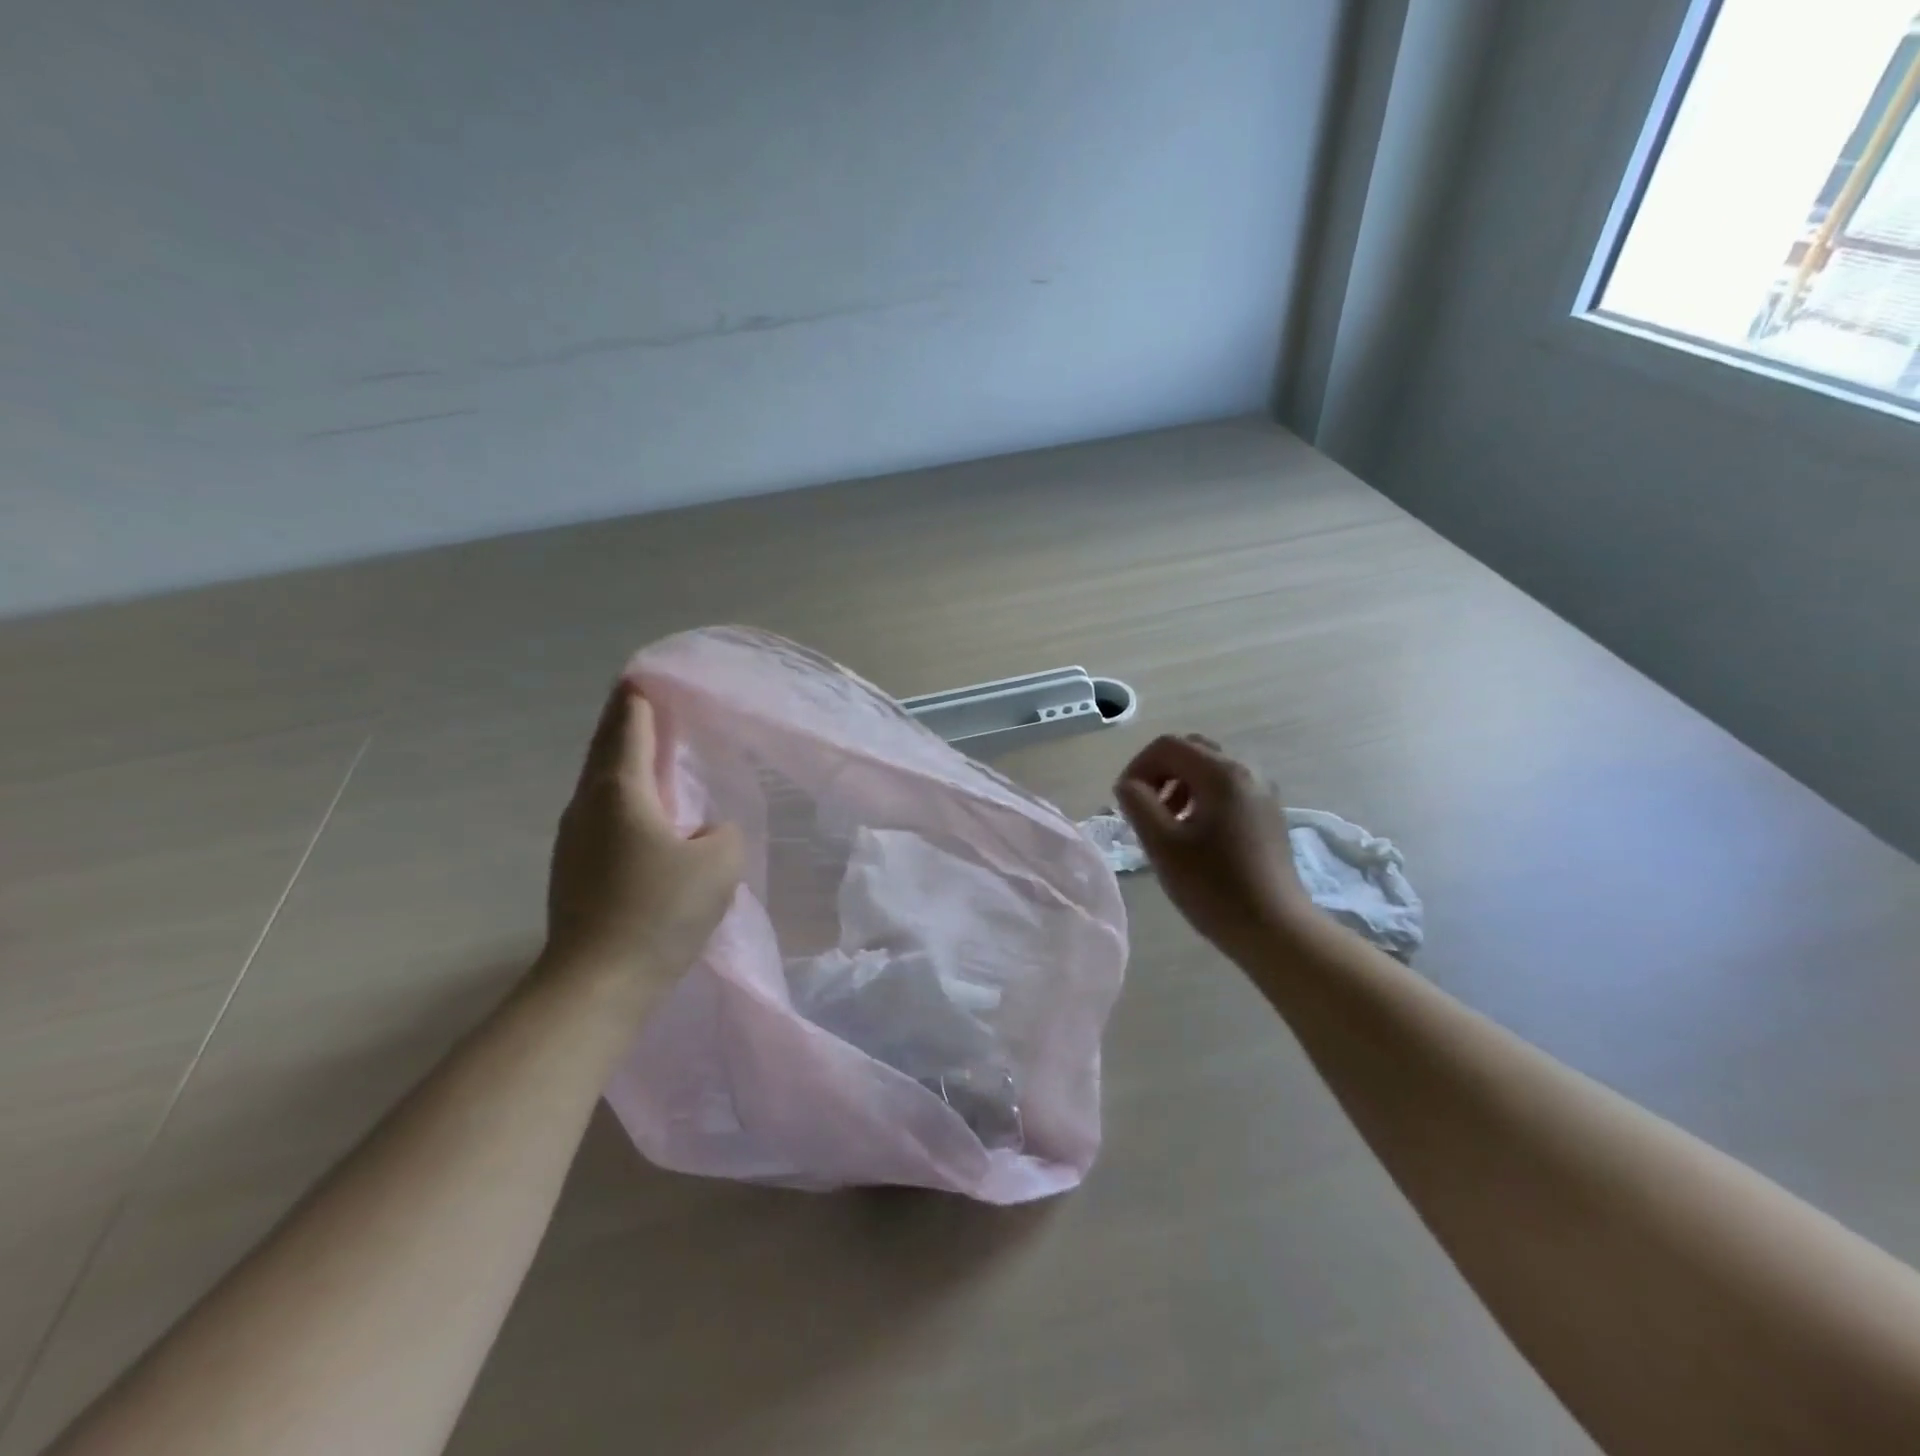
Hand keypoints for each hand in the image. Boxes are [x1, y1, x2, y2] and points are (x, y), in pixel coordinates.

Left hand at [541, 682, 741, 1000]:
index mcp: (620, 791)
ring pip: (601, 784)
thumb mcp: (719, 863)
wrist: (596, 984)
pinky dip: (623, 796)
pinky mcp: (574, 871)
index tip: (646, 675)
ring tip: (651, 752)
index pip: (630, 727)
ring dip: (624, 761)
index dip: (640, 699)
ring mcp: (574, 840)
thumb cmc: (658, 911)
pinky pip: (603, 815)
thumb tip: (704, 832)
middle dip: (626, 723)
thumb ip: (723, 831)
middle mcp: (588, 805)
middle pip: (607, 750)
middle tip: (646, 702)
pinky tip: (644, 812)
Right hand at [1114, 734, 1314, 955]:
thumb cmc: (1213, 886)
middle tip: (1146, 810)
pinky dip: (1202, 798)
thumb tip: (1129, 785)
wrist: (1275, 929)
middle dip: (1160, 773)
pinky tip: (1195, 835)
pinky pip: (1227, 789)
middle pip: (1191, 751)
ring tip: (1168, 825)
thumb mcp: (1162, 844)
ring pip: (1210, 770)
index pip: (1167, 746)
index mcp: (1221, 773)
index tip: (1125, 802)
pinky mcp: (1268, 814)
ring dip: (1180, 786)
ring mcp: (1262, 792)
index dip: (1138, 767)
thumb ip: (1137, 803)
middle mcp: (1247, 771)